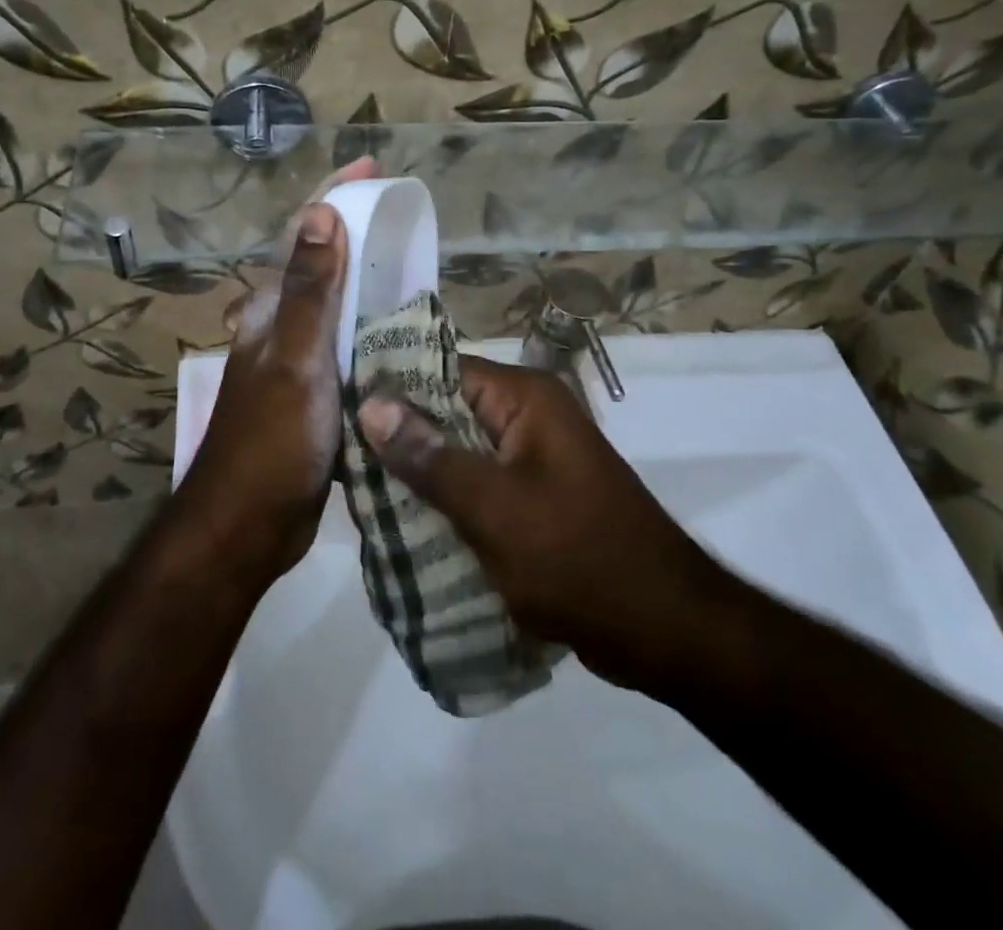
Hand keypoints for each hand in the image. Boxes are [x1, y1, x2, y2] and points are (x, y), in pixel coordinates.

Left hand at [177, 162, 374, 585]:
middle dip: (357, 234)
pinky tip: (405, 333)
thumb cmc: (271, 439)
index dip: (333, 197)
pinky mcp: (316, 397)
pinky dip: (373, 331)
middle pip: (321, 267)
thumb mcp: (296, 360)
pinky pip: (349, 350)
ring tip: (416, 266)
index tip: (371, 167)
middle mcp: (281, 329)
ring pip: (337, 310)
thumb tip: (321, 213)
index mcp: (271, 311)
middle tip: (406, 218)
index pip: (302, 236)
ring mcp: (299, 364)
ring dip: (368, 282)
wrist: (249, 525)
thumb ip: (310, 291)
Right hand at [357, 356, 740, 694]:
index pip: (440, 371)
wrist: (667, 631)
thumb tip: (370, 403)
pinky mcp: (533, 500)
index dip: (389, 389)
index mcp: (524, 399)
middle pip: (446, 414)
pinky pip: (477, 489)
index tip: (335, 411)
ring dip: (418, 477)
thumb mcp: (494, 507)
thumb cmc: (579, 558)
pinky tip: (402, 528)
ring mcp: (532, 461)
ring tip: (358, 497)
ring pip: (457, 455)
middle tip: (338, 463)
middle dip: (397, 439)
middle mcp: (527, 418)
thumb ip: (430, 456)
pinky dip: (445, 504)